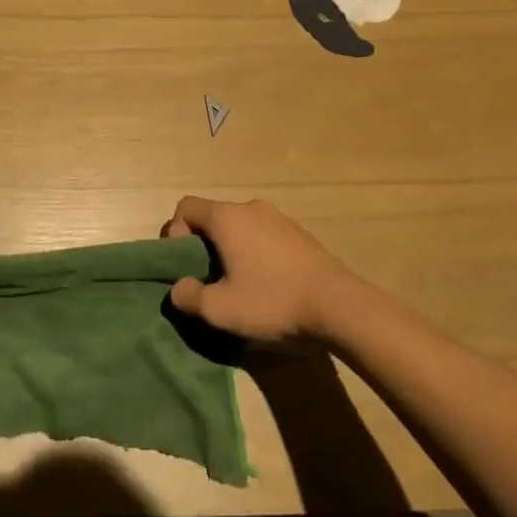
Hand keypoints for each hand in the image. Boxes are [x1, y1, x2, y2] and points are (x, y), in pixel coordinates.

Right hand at [163, 196, 366, 342]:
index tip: (185, 265)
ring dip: (230, 251)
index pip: (186, 207)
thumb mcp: (219, 309)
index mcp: (227, 217)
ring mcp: (280, 219)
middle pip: (213, 217)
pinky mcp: (301, 235)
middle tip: (208, 280)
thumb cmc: (272, 301)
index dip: (175, 233)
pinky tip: (267, 286)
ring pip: (240, 228)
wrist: (341, 307)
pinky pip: (264, 237)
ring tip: (239, 286)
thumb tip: (179, 288)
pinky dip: (255, 254)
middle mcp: (252, 208)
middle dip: (202, 246)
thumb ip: (188, 296)